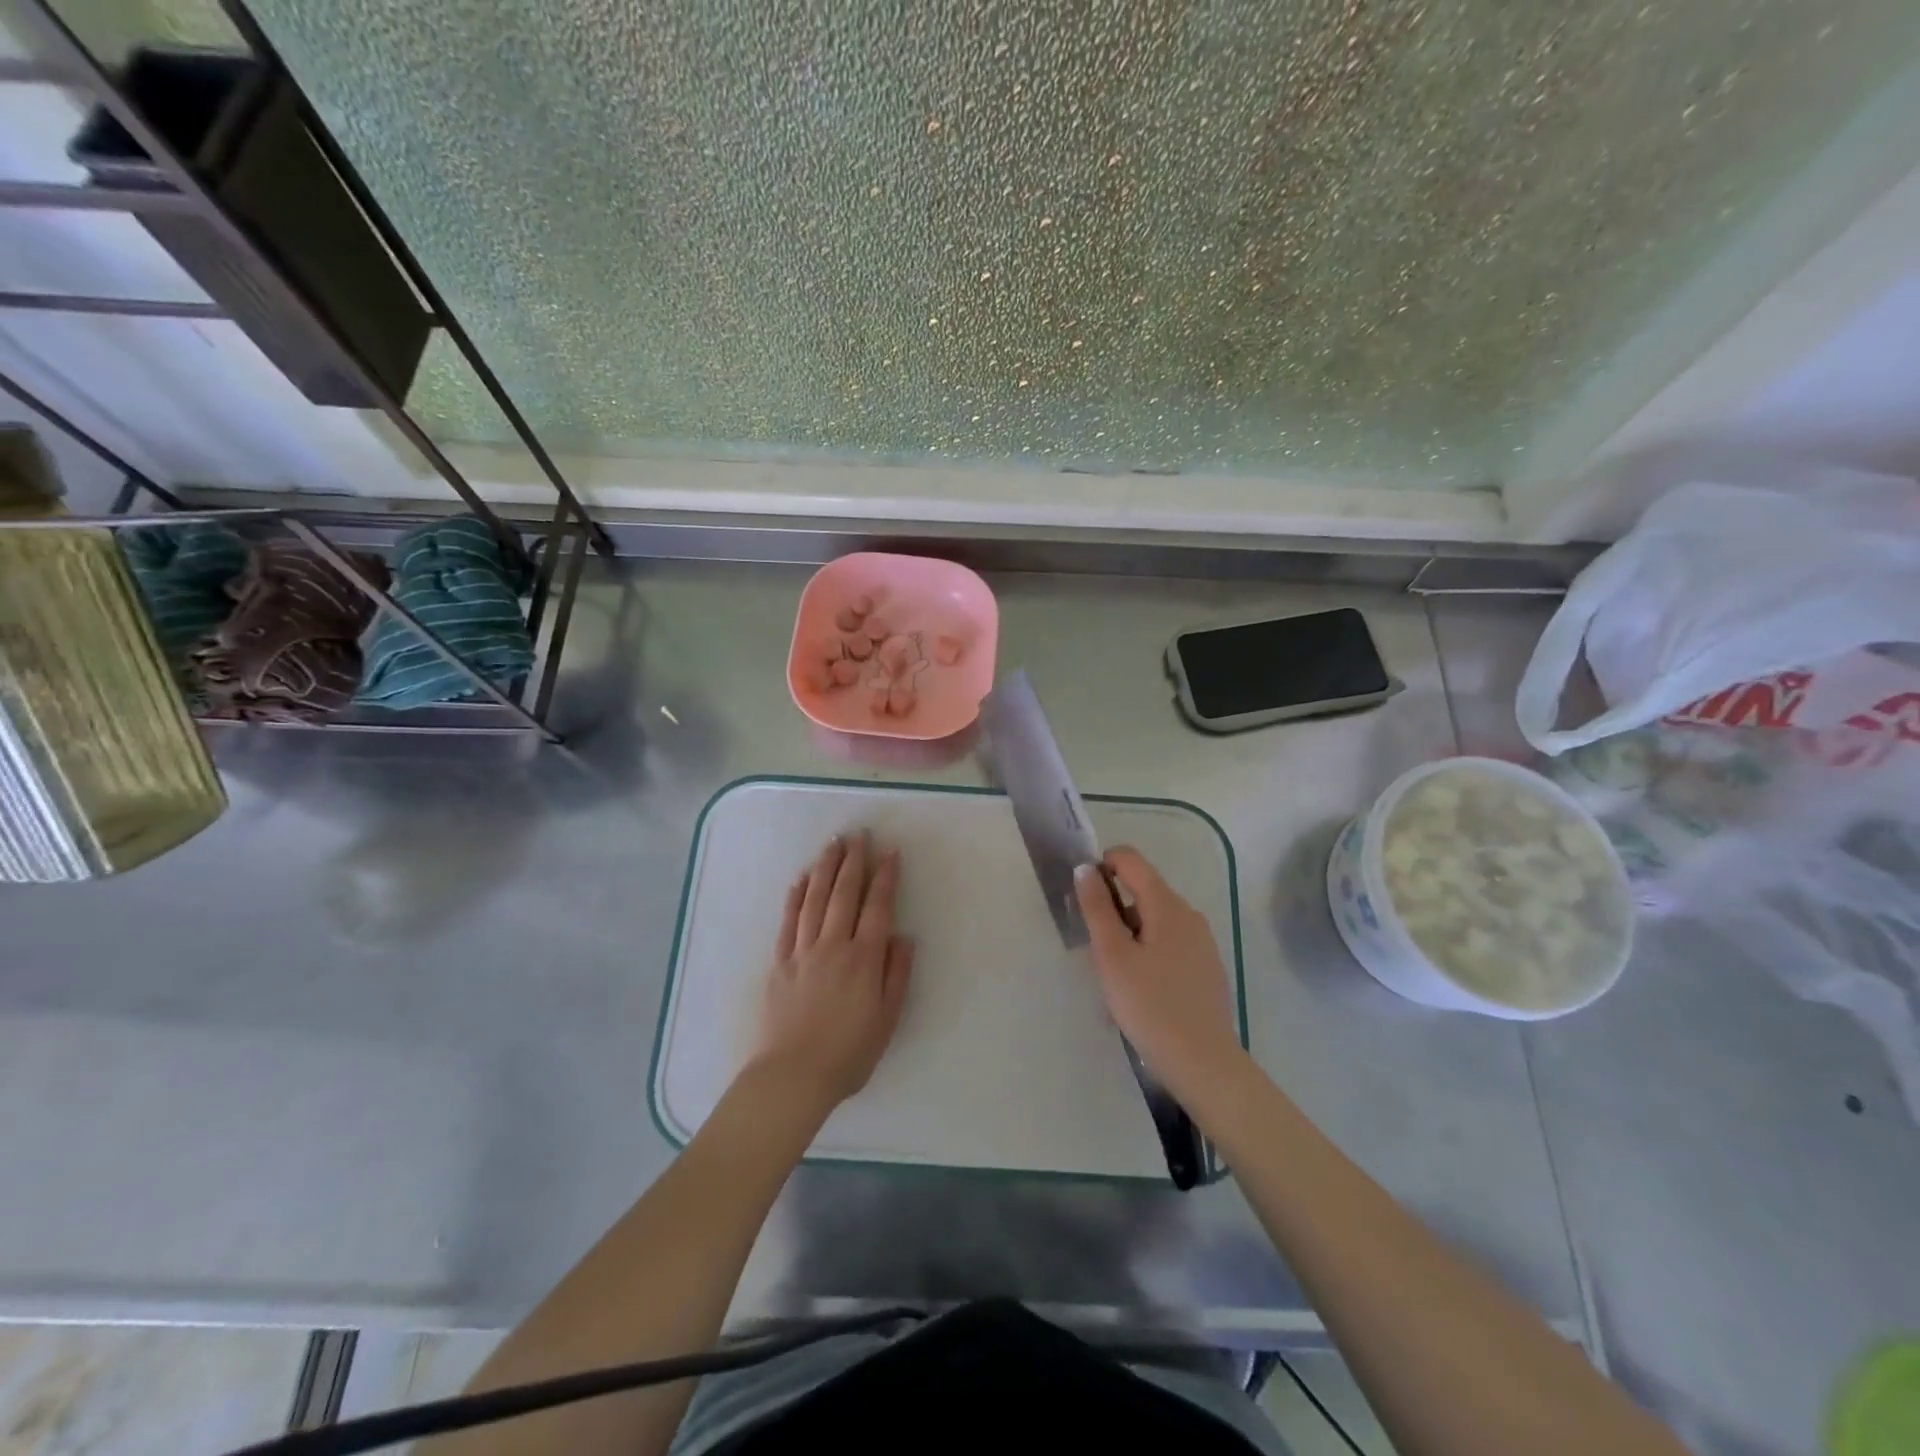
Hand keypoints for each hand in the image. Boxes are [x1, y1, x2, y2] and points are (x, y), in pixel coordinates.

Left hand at [748, 831, 914, 1118]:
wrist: (792, 1077)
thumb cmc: (848, 1053)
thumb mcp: (887, 1019)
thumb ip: (897, 974)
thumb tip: (903, 937)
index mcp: (864, 958)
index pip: (877, 906)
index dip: (885, 876)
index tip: (890, 851)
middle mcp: (833, 945)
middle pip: (844, 893)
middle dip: (854, 861)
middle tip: (859, 834)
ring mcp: (802, 951)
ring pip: (814, 899)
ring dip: (825, 868)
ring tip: (833, 844)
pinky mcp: (779, 962)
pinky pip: (788, 921)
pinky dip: (795, 897)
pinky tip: (799, 880)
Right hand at [1074, 847, 1246, 1110]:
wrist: (1204, 1064)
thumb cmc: (1150, 1006)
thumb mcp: (1112, 955)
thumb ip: (1097, 908)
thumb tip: (1086, 868)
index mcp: (1167, 904)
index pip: (1130, 859)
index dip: (1101, 867)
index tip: (1084, 902)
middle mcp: (1189, 914)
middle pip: (1142, 889)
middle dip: (1112, 909)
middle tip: (1095, 951)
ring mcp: (1201, 941)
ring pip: (1153, 919)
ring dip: (1127, 934)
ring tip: (1114, 977)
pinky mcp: (1205, 966)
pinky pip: (1168, 943)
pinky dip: (1146, 952)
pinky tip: (1139, 991)